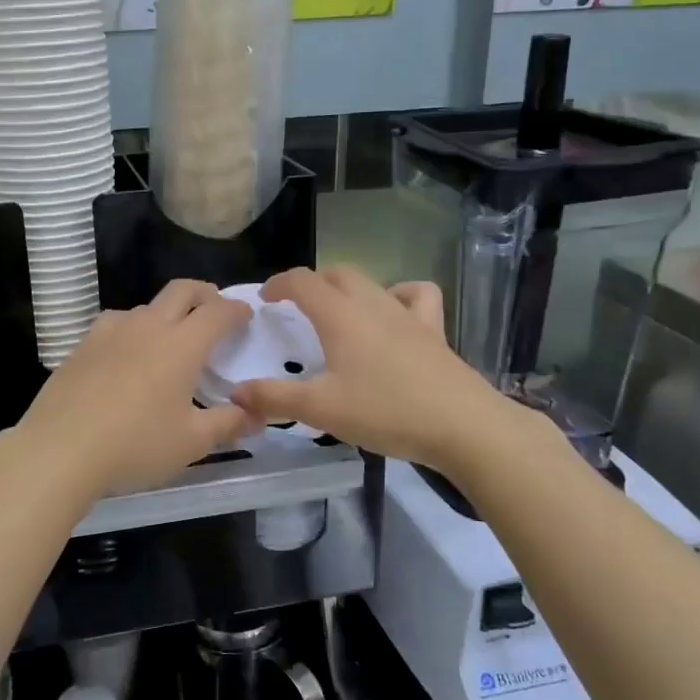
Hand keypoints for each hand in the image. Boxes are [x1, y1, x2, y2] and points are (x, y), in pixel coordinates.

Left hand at [12, 279, 257, 500]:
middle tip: (214, 309)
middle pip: (182, 290)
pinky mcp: (83, 344)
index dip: (236, 309)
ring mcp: (111, 331)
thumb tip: (255, 415)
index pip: (217, 312)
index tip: (246, 314)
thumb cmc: (135, 445)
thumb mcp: (191, 443)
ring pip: (146, 306)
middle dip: (204, 293)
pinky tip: (126, 354)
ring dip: (166, 312)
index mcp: (181, 345)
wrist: (60, 449)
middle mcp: (148, 326)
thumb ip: (228, 424)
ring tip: (169, 339)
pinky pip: (116, 323)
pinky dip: (133, 329)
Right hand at [230, 267, 552, 473]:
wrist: (463, 425)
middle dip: (312, 283)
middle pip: (337, 274)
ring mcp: (407, 314)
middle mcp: (372, 304)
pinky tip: (394, 314)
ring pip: (372, 282)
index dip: (279, 284)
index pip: (302, 281)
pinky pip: (417, 296)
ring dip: (349, 287)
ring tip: (340, 309)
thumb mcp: (321, 409)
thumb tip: (236, 391)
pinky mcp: (434, 331)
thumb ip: (275, 398)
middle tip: (296, 306)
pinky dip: (400, 294)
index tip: (265, 299)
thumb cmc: (385, 411)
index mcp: (340, 315)